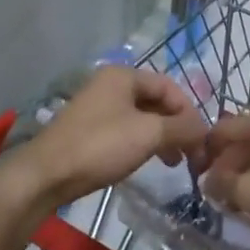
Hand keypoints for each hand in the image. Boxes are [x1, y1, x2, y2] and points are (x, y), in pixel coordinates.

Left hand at [2, 67, 206, 213]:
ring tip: (174, 163)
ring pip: (141, 117)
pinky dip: (142, 143)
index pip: (169, 86)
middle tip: (191, 154)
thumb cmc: (100, 146)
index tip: (202, 140)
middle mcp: (109, 84)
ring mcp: (96, 107)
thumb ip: (182, 128)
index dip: (189, 111)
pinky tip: (148, 162)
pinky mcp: (88, 130)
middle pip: (155, 101)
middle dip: (177, 126)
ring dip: (162, 137)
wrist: (46, 174)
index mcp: (123, 75)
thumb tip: (204, 131)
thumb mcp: (148, 134)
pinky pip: (125, 130)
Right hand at [198, 109, 249, 249]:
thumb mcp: (246, 192)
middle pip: (242, 140)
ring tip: (237, 204)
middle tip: (217, 196)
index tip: (196, 177)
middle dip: (226, 167)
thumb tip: (208, 181)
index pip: (222, 128)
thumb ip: (221, 183)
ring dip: (244, 176)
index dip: (205, 152)